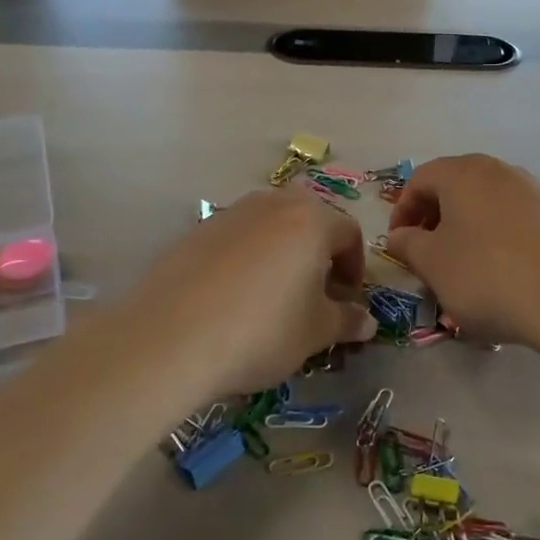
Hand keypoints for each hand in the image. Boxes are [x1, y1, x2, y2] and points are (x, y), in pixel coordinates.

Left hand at [119, 187, 374, 394]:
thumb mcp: (315, 332)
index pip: (349, 233)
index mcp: (312, 220)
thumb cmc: (262, 330)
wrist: (172, 336)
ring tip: (274, 295)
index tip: (348, 299)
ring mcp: (231, 212)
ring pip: (271, 225)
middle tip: (316, 293)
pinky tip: (234, 297)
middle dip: (319, 254)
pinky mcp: (197, 230)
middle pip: (309, 220)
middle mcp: (274, 204)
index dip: (355, 267)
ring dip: (283, 252)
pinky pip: (237, 238)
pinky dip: (247, 259)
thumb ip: (346, 321)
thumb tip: (367, 321)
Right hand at [384, 155, 539, 346]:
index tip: (399, 244)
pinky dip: (500, 238)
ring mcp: (536, 192)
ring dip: (468, 228)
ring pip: (488, 203)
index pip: (420, 179)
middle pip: (456, 186)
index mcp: (464, 173)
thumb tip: (400, 235)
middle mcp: (501, 171)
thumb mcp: (432, 264)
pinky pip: (517, 220)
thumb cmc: (486, 276)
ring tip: (465, 267)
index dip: (403, 210)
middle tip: (427, 253)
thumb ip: (408, 244)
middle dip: (435, 217)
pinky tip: (504, 273)